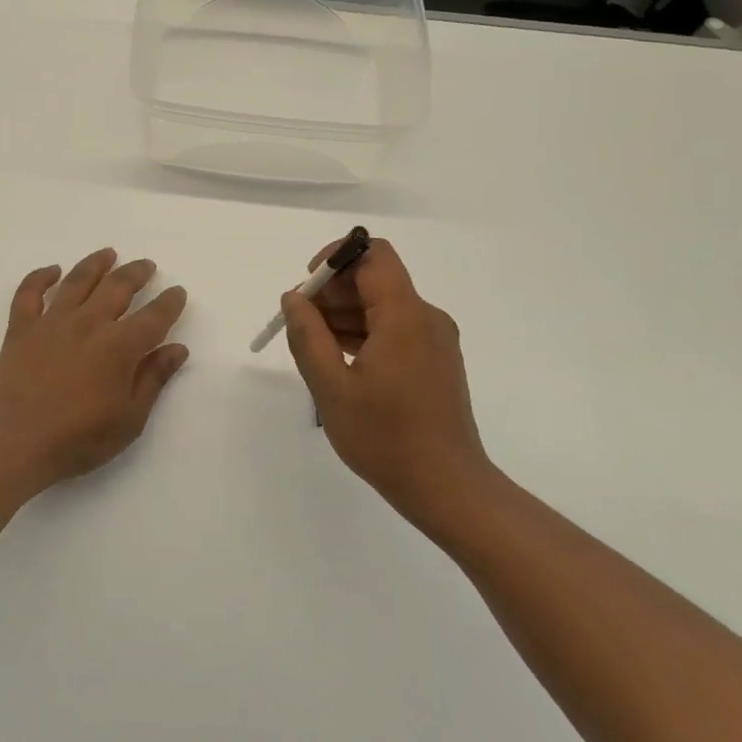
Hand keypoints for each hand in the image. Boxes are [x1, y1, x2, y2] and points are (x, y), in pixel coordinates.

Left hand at [0, 248, 189, 492]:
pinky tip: (52, 270)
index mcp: (119, 347)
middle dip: (136, 273)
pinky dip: (40, 277)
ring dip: (96, 264)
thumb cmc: (79, 439)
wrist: (17, 444)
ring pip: (77, 281)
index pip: (153, 317)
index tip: (177, 292)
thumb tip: (178, 348)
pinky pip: (29, 293)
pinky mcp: (21, 329)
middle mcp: (88, 324)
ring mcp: (51, 323)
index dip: (169, 303)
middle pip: (117, 288)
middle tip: (147, 265)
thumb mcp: (129, 418)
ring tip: (109, 253)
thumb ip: (154, 379)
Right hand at [280, 238, 502, 539]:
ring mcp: (434, 340)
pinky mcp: (435, 360)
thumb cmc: (385, 438)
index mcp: (405, 315)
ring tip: (314, 349)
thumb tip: (294, 298)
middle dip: (333, 293)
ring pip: (382, 305)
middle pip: (375, 279)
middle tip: (300, 326)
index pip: (372, 255)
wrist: (447, 487)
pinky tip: (338, 361)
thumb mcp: (332, 387)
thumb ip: (307, 336)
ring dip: (344, 315)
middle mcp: (426, 317)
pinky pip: (394, 329)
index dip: (335, 259)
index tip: (307, 289)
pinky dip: (364, 334)